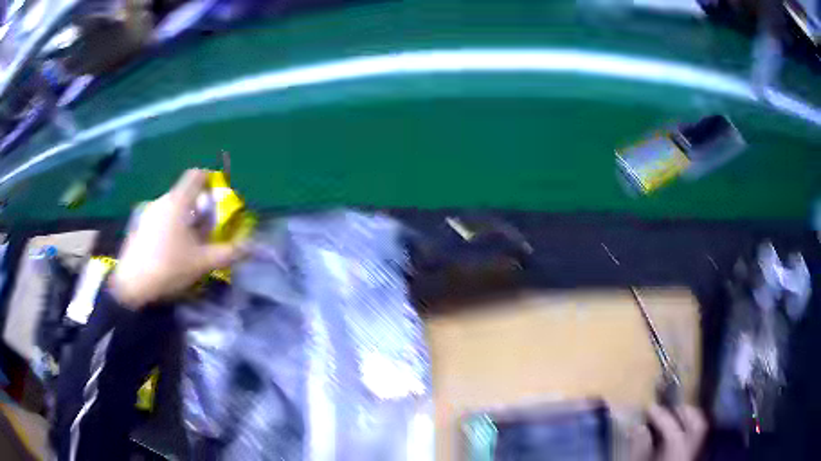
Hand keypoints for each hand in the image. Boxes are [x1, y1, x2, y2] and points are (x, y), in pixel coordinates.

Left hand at [109, 169, 243, 308]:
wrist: (131, 286)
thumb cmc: (168, 267)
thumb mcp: (202, 263)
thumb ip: (227, 252)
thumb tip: (249, 247)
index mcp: (178, 201)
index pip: (197, 175)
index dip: (211, 180)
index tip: (218, 198)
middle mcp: (162, 201)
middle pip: (186, 194)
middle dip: (200, 208)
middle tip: (208, 231)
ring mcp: (148, 213)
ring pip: (173, 208)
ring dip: (185, 220)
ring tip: (190, 246)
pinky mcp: (139, 227)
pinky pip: (161, 219)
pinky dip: (171, 228)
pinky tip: (171, 252)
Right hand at [630, 405, 706, 460]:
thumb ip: (638, 450)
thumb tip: (638, 427)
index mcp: (676, 456)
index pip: (674, 431)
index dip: (661, 416)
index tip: (649, 408)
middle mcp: (691, 454)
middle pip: (697, 425)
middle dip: (684, 412)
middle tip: (668, 407)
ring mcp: (695, 457)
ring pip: (700, 432)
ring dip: (688, 420)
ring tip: (674, 417)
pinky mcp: (693, 459)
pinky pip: (696, 441)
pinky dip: (689, 433)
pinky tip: (677, 435)